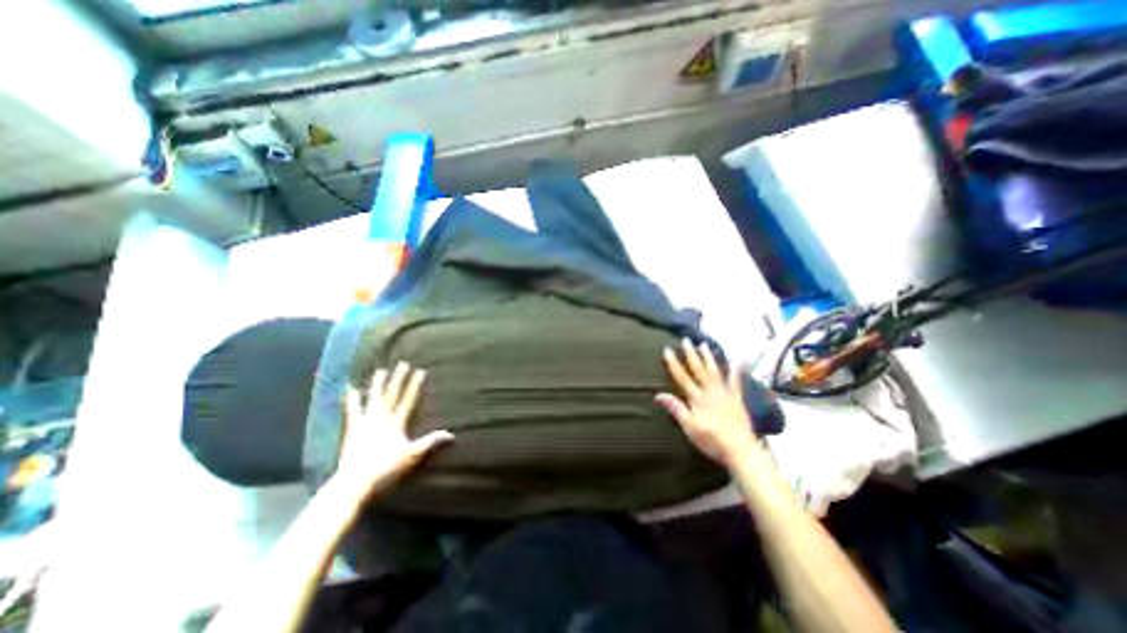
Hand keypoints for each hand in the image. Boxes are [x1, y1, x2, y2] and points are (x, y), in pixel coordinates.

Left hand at [333, 362, 451, 498]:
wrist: (354, 483)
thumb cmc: (386, 469)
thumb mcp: (412, 455)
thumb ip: (430, 442)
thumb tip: (451, 434)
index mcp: (396, 423)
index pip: (408, 400)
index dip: (415, 385)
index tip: (420, 371)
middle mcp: (381, 418)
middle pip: (391, 395)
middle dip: (398, 379)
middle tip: (402, 363)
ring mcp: (365, 422)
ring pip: (373, 399)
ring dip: (377, 384)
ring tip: (380, 370)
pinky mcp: (352, 430)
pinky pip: (352, 411)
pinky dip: (351, 400)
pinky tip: (350, 389)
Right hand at [656, 342, 760, 469]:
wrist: (740, 450)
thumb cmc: (711, 440)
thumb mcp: (689, 427)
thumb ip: (675, 409)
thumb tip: (658, 394)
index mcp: (697, 398)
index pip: (682, 377)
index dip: (673, 363)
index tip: (667, 349)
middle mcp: (710, 391)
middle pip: (698, 370)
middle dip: (691, 354)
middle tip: (686, 340)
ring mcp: (725, 393)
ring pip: (715, 371)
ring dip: (708, 357)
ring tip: (704, 344)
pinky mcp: (737, 398)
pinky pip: (736, 381)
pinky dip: (737, 369)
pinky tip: (739, 359)